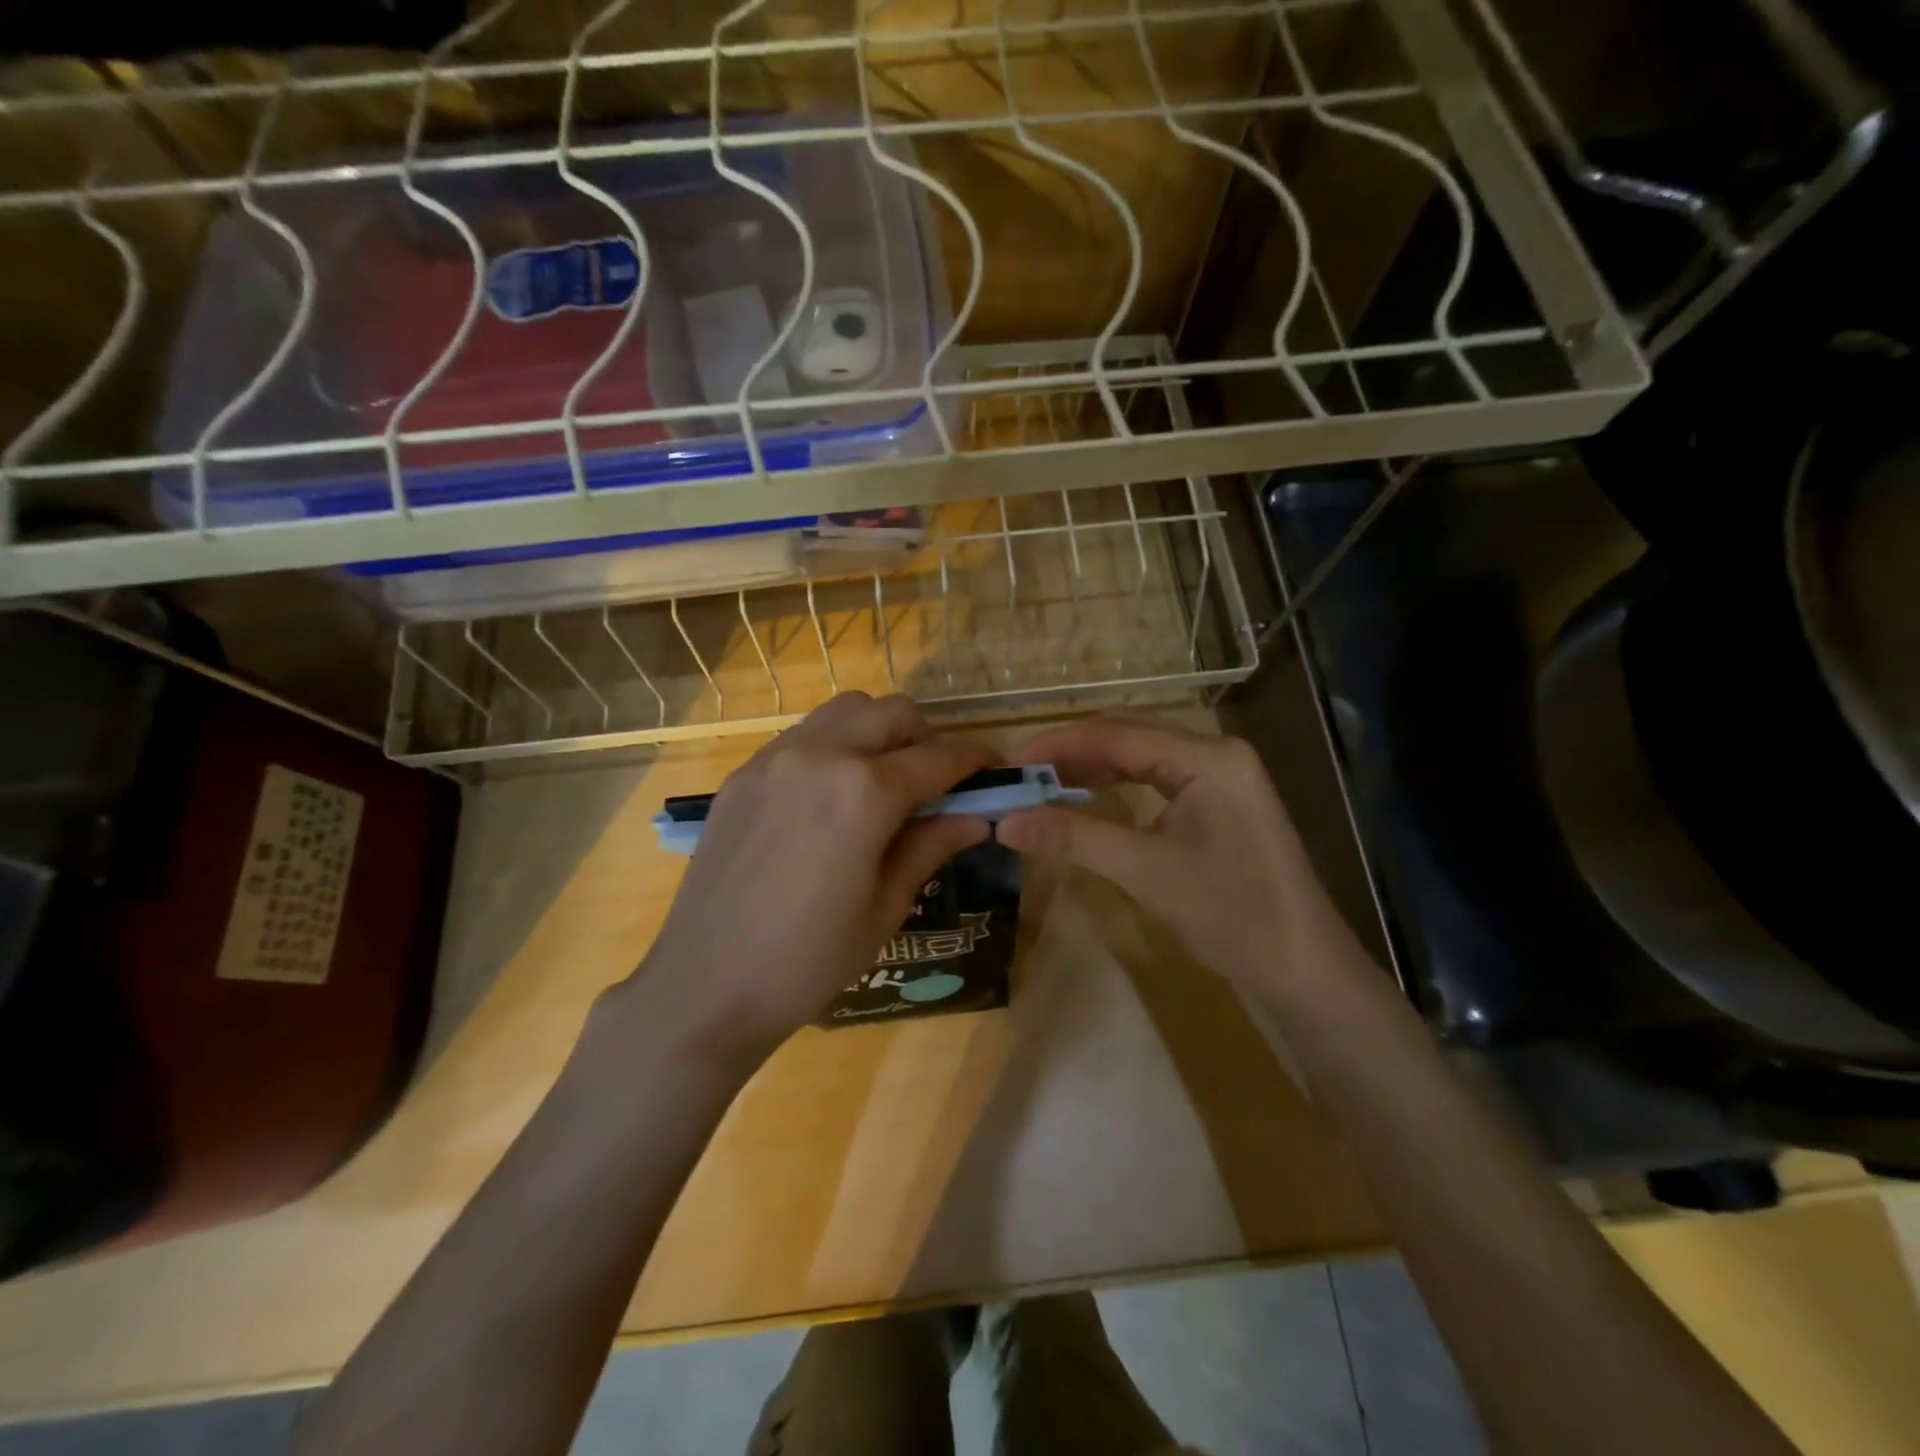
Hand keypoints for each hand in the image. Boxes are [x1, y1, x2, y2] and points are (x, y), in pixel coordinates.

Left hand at [620, 692, 993, 1064]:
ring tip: (881, 782)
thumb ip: (932, 845)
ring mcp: (774, 758)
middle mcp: (821, 754)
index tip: (994, 771)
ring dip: (877, 732)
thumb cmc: (809, 959)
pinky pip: (803, 736)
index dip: (975, 761)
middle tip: (934, 784)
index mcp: (865, 791)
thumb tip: (977, 816)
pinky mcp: (744, 774)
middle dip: (926, 738)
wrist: (707, 985)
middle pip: (892, 713)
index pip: (939, 757)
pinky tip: (829, 797)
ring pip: (844, 711)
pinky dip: (833, 746)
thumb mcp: (886, 906)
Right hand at [995, 718, 1354, 993]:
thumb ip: (1074, 838)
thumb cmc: (1232, 914)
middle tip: (1020, 776)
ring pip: (1142, 757)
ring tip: (1042, 785)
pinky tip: (1087, 797)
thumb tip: (1004, 823)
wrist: (1304, 971)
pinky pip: (1157, 780)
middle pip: (1129, 737)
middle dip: (1072, 754)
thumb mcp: (1146, 871)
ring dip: (1092, 769)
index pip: (1118, 734)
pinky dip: (1117, 786)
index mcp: (1208, 757)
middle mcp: (1216, 753)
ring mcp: (1222, 777)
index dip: (1058, 745)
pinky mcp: (1220, 803)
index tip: (1009, 764)